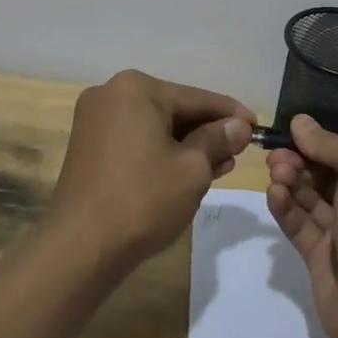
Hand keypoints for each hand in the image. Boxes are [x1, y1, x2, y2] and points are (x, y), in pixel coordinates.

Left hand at [46, 69, 253, 275]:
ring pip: (155, 127)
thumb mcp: (192, 169)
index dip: (231, 114)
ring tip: (219, 167)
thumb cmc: (143, 200)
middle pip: (174, 109)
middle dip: (208, 132)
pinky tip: (186, 172)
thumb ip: (218, 140)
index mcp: (136, 89)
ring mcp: (95, 120)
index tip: (258, 127)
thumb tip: (238, 126)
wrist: (79, 248)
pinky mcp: (88, 147)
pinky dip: (161, 152)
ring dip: (187, 145)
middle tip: (239, 153)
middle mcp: (111, 94)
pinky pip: (136, 140)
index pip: (196, 98)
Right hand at [265, 115, 337, 337]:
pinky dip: (286, 208)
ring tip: (274, 173)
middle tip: (276, 155)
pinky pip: (300, 225)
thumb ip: (330, 144)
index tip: (291, 132)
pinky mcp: (322, 259)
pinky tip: (273, 194)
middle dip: (301, 161)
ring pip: (311, 199)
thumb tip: (300, 121)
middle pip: (328, 174)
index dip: (321, 141)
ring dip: (291, 181)